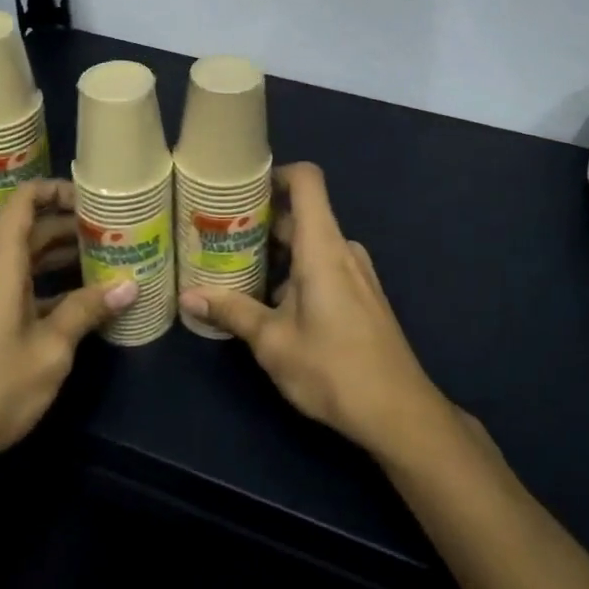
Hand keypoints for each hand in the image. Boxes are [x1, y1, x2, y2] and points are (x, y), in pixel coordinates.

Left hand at [0, 180, 135, 484]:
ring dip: (59, 259)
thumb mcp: (50, 350)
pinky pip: (12, 286)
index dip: (57, 190)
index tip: (93, 199)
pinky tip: (76, 304)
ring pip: (22, 261)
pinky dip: (43, 286)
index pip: (24, 201)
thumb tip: (129, 286)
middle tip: (114, 235)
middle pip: (28, 230)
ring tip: (104, 264)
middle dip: (70, 229)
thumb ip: (87, 310)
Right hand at [180, 163, 451, 460]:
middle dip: (261, 223)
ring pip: (311, 245)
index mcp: (322, 247)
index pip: (306, 181)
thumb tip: (188, 296)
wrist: (400, 414)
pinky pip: (324, 266)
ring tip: (237, 272)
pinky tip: (271, 304)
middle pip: (301, 215)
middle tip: (219, 238)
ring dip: (276, 254)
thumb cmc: (333, 369)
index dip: (275, 173)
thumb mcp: (273, 342)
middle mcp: (342, 249)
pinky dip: (296, 272)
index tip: (241, 190)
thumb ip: (232, 312)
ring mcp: (356, 272)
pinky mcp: (362, 295)